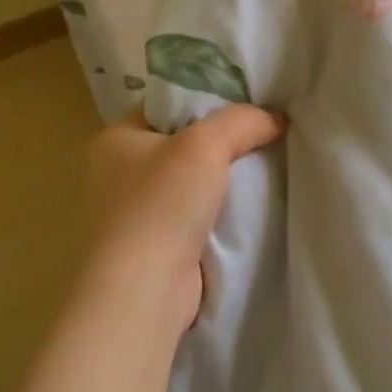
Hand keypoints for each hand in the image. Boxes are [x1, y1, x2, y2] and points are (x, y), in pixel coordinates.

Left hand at [82, 106, 285, 331]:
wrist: (144, 290)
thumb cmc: (162, 204)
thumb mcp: (207, 144)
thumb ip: (244, 121)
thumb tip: (277, 119)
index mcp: (115, 139)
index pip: (166, 107)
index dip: (205, 102)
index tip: (246, 105)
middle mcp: (117, 174)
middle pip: (181, 145)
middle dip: (219, 145)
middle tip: (262, 136)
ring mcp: (133, 214)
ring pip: (189, 184)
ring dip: (221, 183)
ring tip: (264, 169)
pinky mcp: (154, 247)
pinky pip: (193, 218)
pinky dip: (217, 214)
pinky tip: (247, 209)